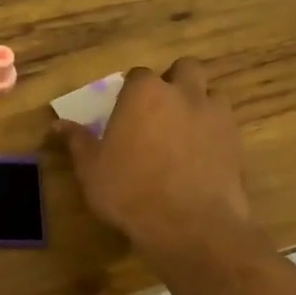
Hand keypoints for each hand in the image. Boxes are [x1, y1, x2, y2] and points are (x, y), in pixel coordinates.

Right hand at [53, 59, 269, 264]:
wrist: (190, 225)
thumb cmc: (130, 191)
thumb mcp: (92, 169)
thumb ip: (77, 141)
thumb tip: (58, 124)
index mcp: (144, 93)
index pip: (139, 74)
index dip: (132, 89)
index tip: (126, 108)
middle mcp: (183, 93)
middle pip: (185, 68)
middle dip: (175, 81)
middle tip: (161, 108)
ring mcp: (215, 115)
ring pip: (212, 93)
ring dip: (199, 103)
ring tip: (185, 130)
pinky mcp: (237, 141)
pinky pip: (226, 124)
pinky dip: (214, 131)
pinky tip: (202, 155)